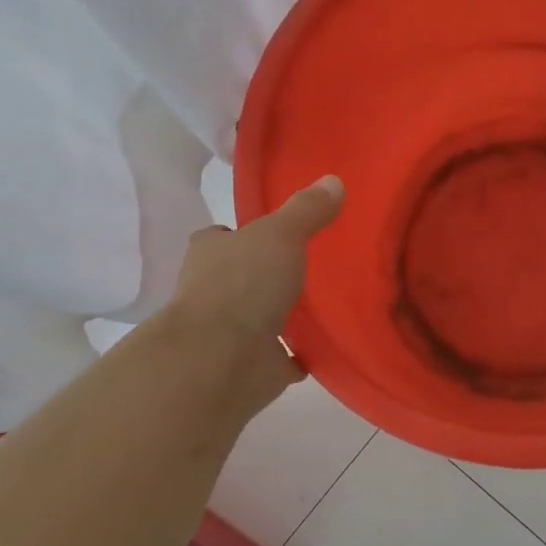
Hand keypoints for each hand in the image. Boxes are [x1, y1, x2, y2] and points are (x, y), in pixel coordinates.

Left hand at [163, 174, 344, 412]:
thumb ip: (307, 210)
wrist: (221, 358)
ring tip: (322, 305)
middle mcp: (212, 291)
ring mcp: (229, 332)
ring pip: (258, 317)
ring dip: (280, 315)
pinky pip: (279, 356)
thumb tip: (334, 180)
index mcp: (211, 253)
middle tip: (307, 267)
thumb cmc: (243, 284)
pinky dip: (295, 354)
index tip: (271, 234)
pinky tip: (322, 347)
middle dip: (265, 275)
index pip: (221, 237)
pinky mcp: (249, 365)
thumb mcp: (281, 234)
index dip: (241, 234)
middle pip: (240, 277)